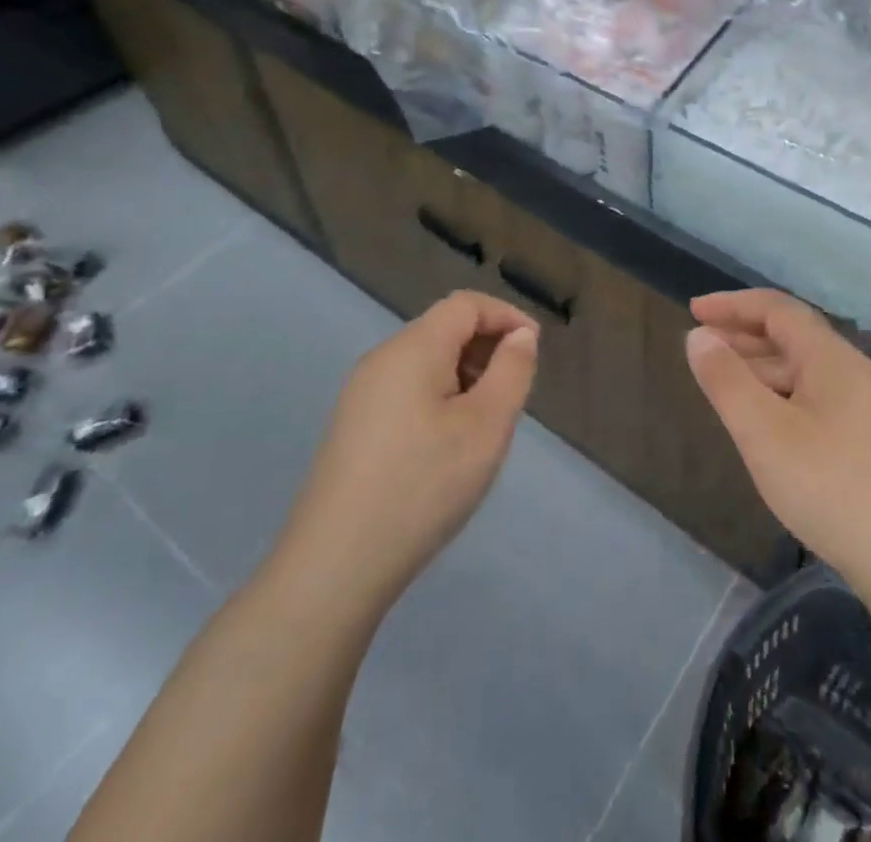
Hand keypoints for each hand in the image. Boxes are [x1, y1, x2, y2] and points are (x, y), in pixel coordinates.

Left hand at [270, 291, 537, 613]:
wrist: (336, 566)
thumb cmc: (422, 487)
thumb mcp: (486, 427)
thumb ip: (511, 371)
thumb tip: (520, 335)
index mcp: (413, 348)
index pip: (466, 304)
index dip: (506, 316)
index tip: (535, 350)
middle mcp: (382, 359)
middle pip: (444, 329)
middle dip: (487, 349)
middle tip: (513, 396)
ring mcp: (361, 394)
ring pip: (427, 362)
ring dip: (465, 376)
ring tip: (485, 425)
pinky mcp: (353, 426)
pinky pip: (407, 390)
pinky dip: (440, 398)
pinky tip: (448, 446)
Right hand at [687, 289, 870, 605]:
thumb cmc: (832, 488)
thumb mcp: (764, 433)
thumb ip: (727, 381)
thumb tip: (699, 336)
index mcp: (830, 357)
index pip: (777, 309)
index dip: (733, 305)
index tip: (694, 311)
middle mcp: (854, 371)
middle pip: (792, 336)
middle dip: (743, 335)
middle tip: (702, 346)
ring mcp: (869, 406)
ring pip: (805, 370)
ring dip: (762, 367)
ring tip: (726, 384)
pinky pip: (818, 397)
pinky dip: (782, 394)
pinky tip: (768, 424)